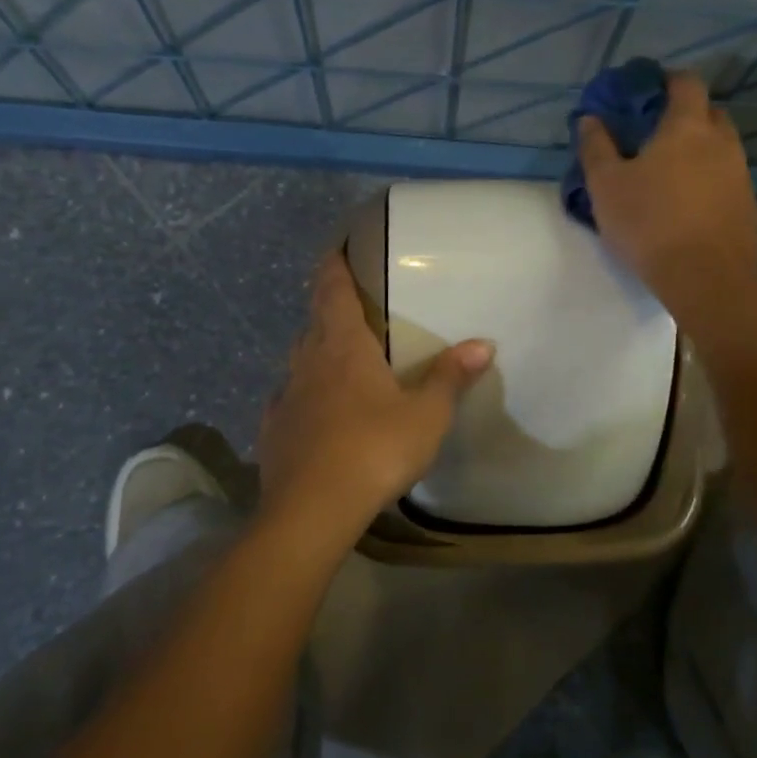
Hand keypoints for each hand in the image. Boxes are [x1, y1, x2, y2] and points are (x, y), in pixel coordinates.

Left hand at [258, 252, 493, 541]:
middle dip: (327, 306)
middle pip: (313, 320)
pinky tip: (313, 409)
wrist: (311, 510)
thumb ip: (450, 377)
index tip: (336, 247)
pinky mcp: (272, 429)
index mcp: (343, 346)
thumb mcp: (426, 415)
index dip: (333, 265)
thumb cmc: (374, 449)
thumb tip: (483, 344)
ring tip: (337, 356)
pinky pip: (288, 397)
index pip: (332, 289)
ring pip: (298, 359)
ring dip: (315, 349)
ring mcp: (285, 396)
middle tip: (349, 304)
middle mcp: (308, 361)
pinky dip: (303, 392)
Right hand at [578, 70, 756, 330]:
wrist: (705, 278)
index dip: (668, 80)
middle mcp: (722, 141)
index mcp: (687, 127)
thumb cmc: (649, 223)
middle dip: (685, 113)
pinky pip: (726, 175)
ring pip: (720, 146)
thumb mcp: (606, 186)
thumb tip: (590, 119)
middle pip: (709, 112)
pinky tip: (686, 200)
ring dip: (698, 148)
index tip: (647, 89)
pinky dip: (708, 176)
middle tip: (655, 131)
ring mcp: (740, 173)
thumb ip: (596, 147)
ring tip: (669, 169)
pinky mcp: (747, 204)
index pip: (687, 83)